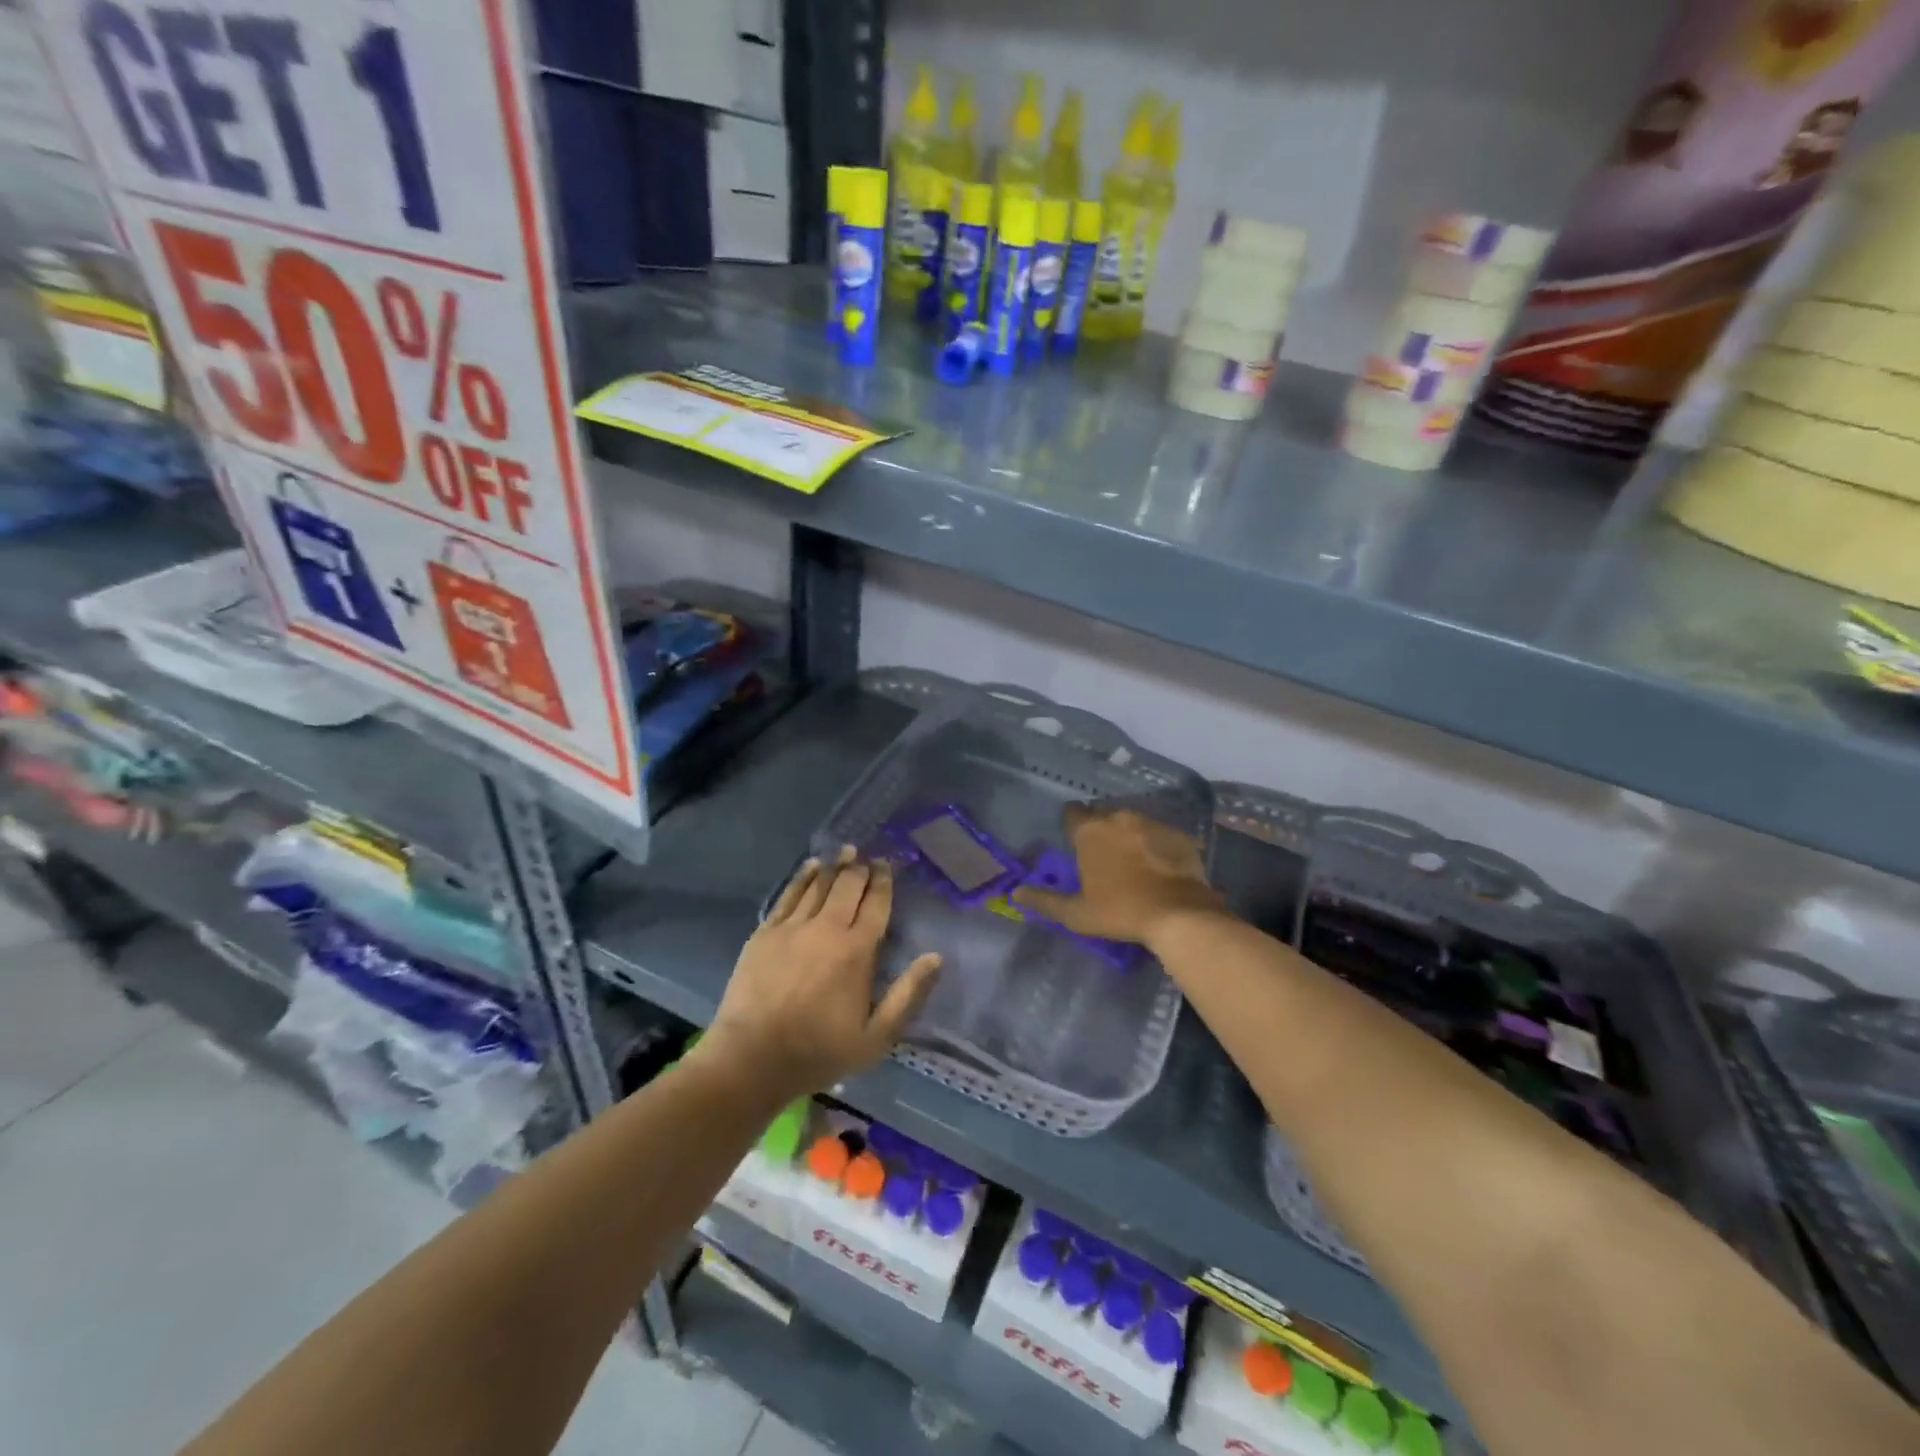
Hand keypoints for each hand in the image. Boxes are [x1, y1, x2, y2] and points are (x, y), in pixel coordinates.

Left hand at [703, 847, 940, 1097]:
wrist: (752, 1058)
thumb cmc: (819, 1051)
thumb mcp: (876, 1037)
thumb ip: (908, 995)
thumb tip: (935, 957)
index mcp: (857, 951)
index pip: (876, 905)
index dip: (883, 882)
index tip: (886, 865)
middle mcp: (827, 929)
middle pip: (848, 887)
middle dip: (860, 868)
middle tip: (866, 856)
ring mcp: (793, 927)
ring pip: (818, 885)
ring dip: (834, 866)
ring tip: (844, 851)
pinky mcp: (765, 932)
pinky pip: (789, 895)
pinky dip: (803, 877)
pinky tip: (810, 867)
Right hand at [1013, 804, 1226, 947]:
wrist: (1179, 914)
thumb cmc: (1120, 912)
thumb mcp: (1076, 913)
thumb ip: (1044, 900)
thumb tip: (1015, 893)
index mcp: (1090, 831)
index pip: (1072, 813)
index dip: (1072, 826)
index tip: (1075, 843)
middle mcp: (1119, 817)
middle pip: (1103, 814)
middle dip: (1101, 830)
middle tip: (1103, 857)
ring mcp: (1152, 823)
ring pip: (1132, 821)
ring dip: (1128, 835)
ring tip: (1132, 861)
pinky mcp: (1179, 834)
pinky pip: (1159, 833)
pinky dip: (1155, 844)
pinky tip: (1159, 866)